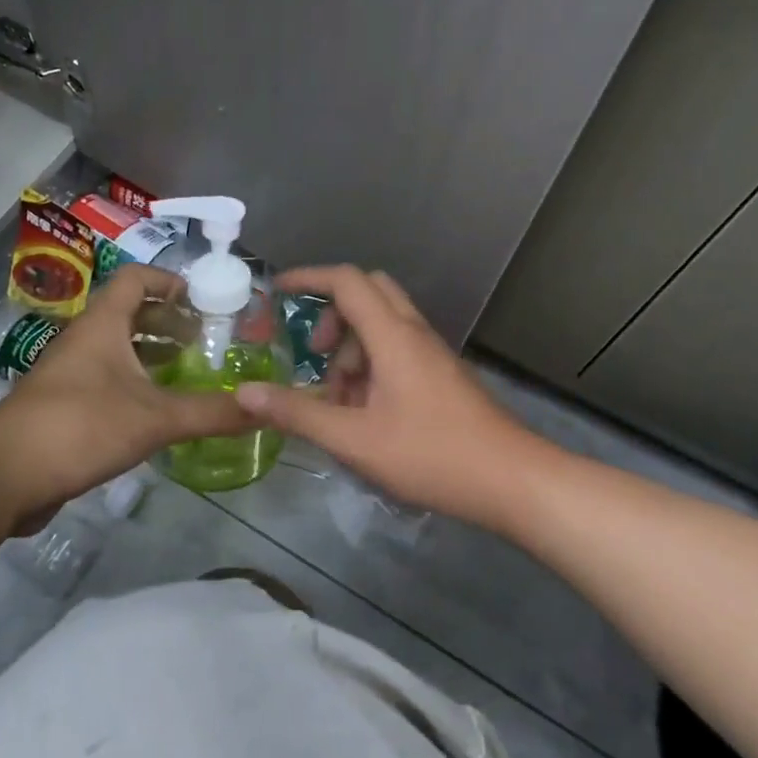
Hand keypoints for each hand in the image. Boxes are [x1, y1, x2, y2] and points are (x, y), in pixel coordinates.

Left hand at [0, 264, 255, 527]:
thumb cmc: (80, 427)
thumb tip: (265, 409)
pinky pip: (107, 382)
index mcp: (102, 325)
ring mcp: (70, 375)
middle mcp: (84, 341)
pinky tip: (159, 412)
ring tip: (190, 372)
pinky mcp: (64, 407)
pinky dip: (136, 386)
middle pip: (130, 314)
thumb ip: (210, 412)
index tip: (204, 300)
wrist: (3, 475)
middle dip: (169, 322)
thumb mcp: (154, 418)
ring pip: (118, 351)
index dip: (170, 281)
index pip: (136, 279)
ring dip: (153, 355)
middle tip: (206, 340)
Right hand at [234, 266, 544, 530]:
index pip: (346, 281)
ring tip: (338, 400)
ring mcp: (432, 353)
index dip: (308, 278)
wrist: (512, 479)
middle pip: (368, 293)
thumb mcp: (354, 439)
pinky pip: (398, 350)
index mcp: (392, 336)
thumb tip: (245, 394)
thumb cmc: (432, 454)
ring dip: (352, 348)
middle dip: (331, 314)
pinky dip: (372, 366)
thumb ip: (298, 413)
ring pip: (383, 324)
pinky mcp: (442, 374)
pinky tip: (365, 414)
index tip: (277, 291)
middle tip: (313, 352)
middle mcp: (414, 333)